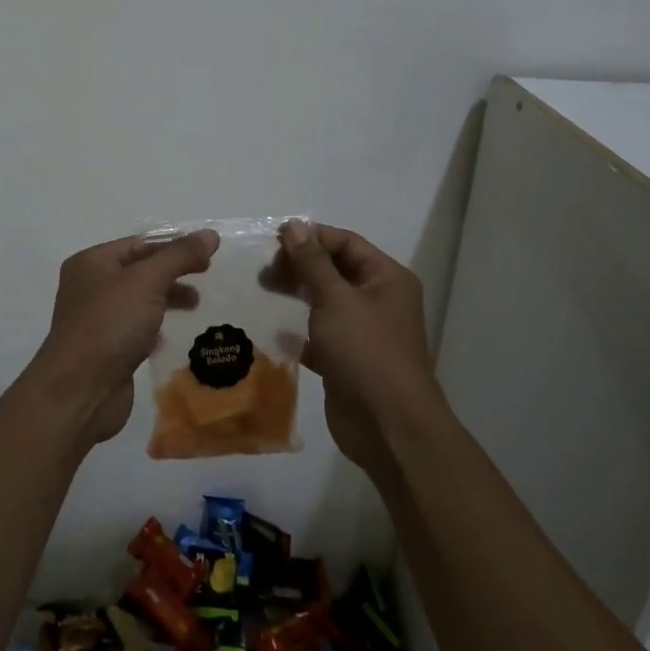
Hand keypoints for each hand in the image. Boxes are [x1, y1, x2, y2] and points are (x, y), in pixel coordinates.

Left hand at [28, 229, 220, 446]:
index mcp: (91, 262)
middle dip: (173, 272)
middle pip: (139, 271)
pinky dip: (156, 328)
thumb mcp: (147, 282)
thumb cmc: (110, 324)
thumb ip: (179, 256)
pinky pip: (136, 329)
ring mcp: (97, 320)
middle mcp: (90, 287)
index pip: (139, 244)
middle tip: (207, 275)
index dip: (173, 245)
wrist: (80, 391)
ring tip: (197, 304)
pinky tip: (174, 335)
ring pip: (139, 301)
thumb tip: (210, 235)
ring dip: (168, 299)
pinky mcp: (107, 350)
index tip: (208, 253)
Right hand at [273, 220, 434, 477]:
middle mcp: (378, 300)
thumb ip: (312, 262)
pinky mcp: (347, 359)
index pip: (346, 243)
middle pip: (334, 270)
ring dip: (295, 295)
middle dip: (299, 266)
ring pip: (325, 302)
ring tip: (261, 291)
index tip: (272, 239)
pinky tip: (272, 328)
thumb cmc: (366, 351)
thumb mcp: (336, 299)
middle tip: (263, 270)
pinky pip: (319, 334)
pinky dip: (297, 329)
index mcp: (386, 278)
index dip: (311, 237)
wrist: (387, 425)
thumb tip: (294, 224)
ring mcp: (363, 332)